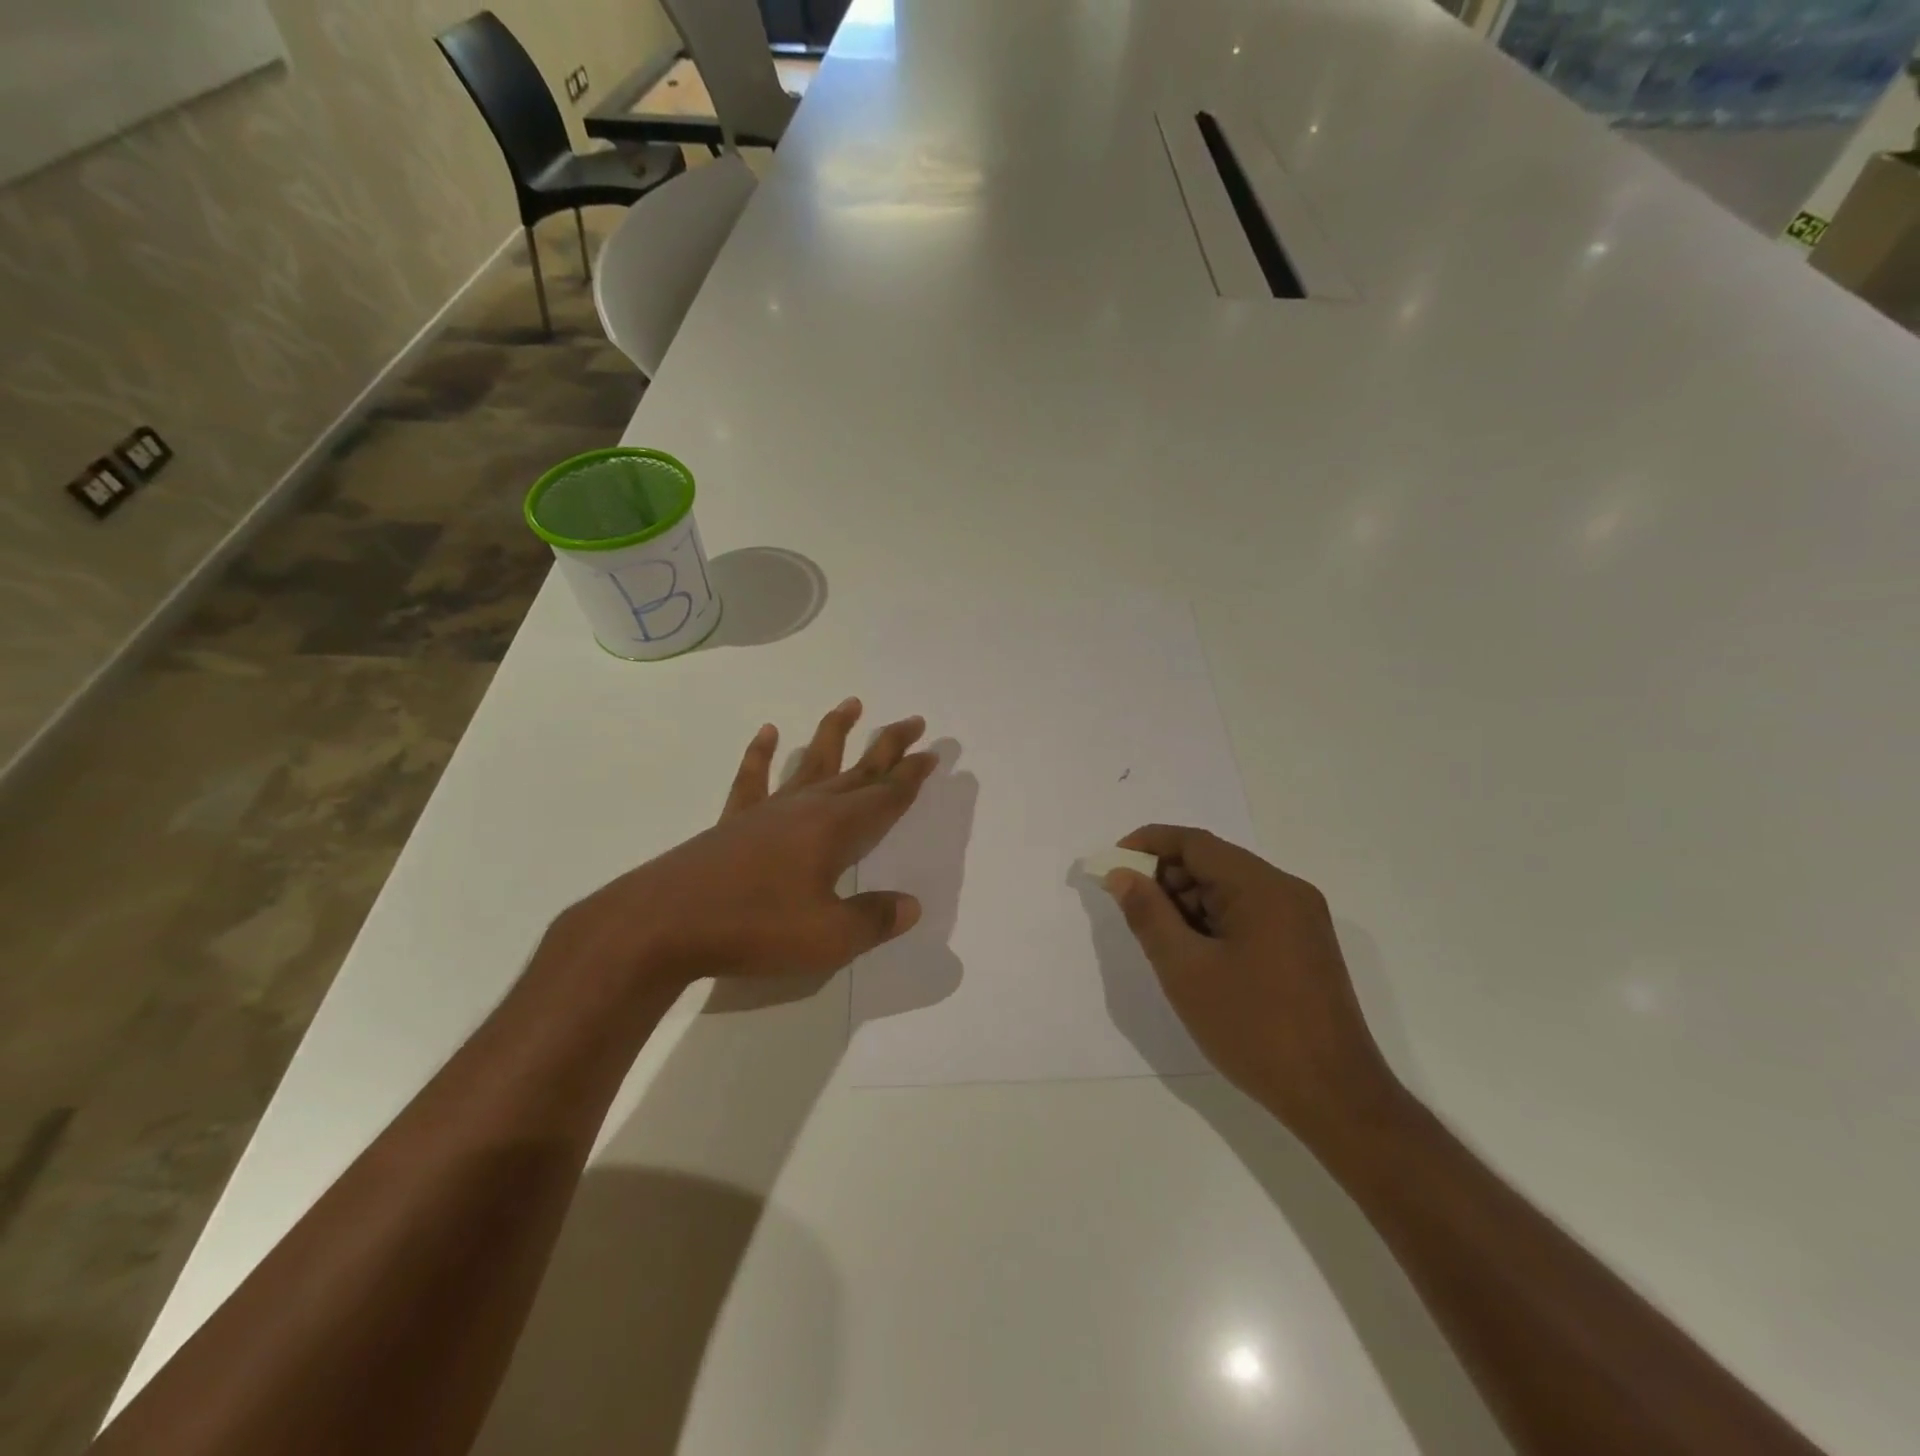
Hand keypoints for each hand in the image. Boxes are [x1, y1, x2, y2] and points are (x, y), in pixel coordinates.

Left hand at [549, 699, 937, 989]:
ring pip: (809, 761)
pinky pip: (752, 779)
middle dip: (888, 746)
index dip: (912, 776)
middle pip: (857, 769)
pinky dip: (760, 754)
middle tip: (913, 721)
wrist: (665, 923)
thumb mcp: (828, 937)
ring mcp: (768, 811)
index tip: (933, 752)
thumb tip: (911, 905)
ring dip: (833, 733)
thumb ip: (873, 919)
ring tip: (851, 703)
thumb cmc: (755, 927)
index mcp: (836, 830)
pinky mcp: (733, 821)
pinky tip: (766, 732)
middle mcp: (807, 808)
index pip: (886, 796)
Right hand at [1104, 825, 1398, 1143]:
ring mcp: (1301, 919)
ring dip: (1188, 904)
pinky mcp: (1304, 946)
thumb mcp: (1185, 970)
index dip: (1148, 844)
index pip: (1195, 843)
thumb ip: (1148, 914)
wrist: (1335, 1097)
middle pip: (1214, 863)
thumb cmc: (1253, 1028)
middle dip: (1166, 879)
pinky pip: (1249, 915)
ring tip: (1160, 942)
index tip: (1112, 865)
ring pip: (1230, 890)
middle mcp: (1287, 891)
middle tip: (1131, 910)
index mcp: (1262, 887)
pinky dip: (1214, 923)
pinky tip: (1195, 957)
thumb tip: (1122, 875)